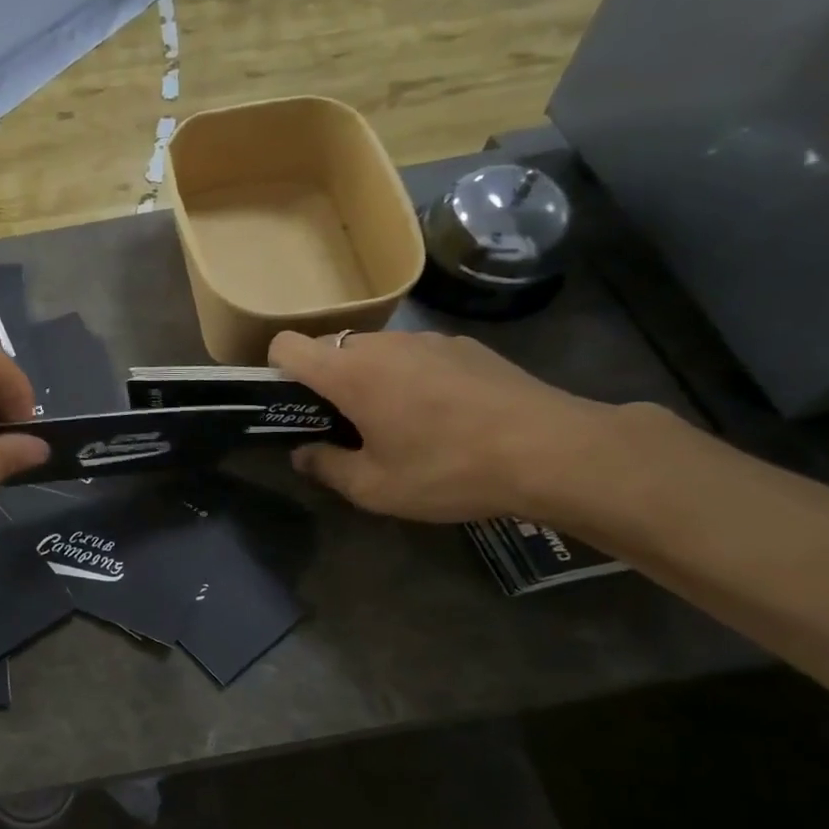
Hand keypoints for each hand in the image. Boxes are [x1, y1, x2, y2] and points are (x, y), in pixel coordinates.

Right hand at [267, 329, 621, 523]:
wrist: (551, 450)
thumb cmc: (447, 469)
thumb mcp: (374, 488)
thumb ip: (326, 468)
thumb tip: (303, 454)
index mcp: (349, 373)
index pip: (288, 345)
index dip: (278, 371)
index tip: (293, 406)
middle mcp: (383, 345)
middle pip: (332, 350)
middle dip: (328, 383)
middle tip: (347, 428)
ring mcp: (428, 340)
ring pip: (376, 353)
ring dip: (371, 380)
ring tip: (400, 425)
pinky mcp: (466, 346)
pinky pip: (417, 356)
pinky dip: (412, 378)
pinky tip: (444, 417)